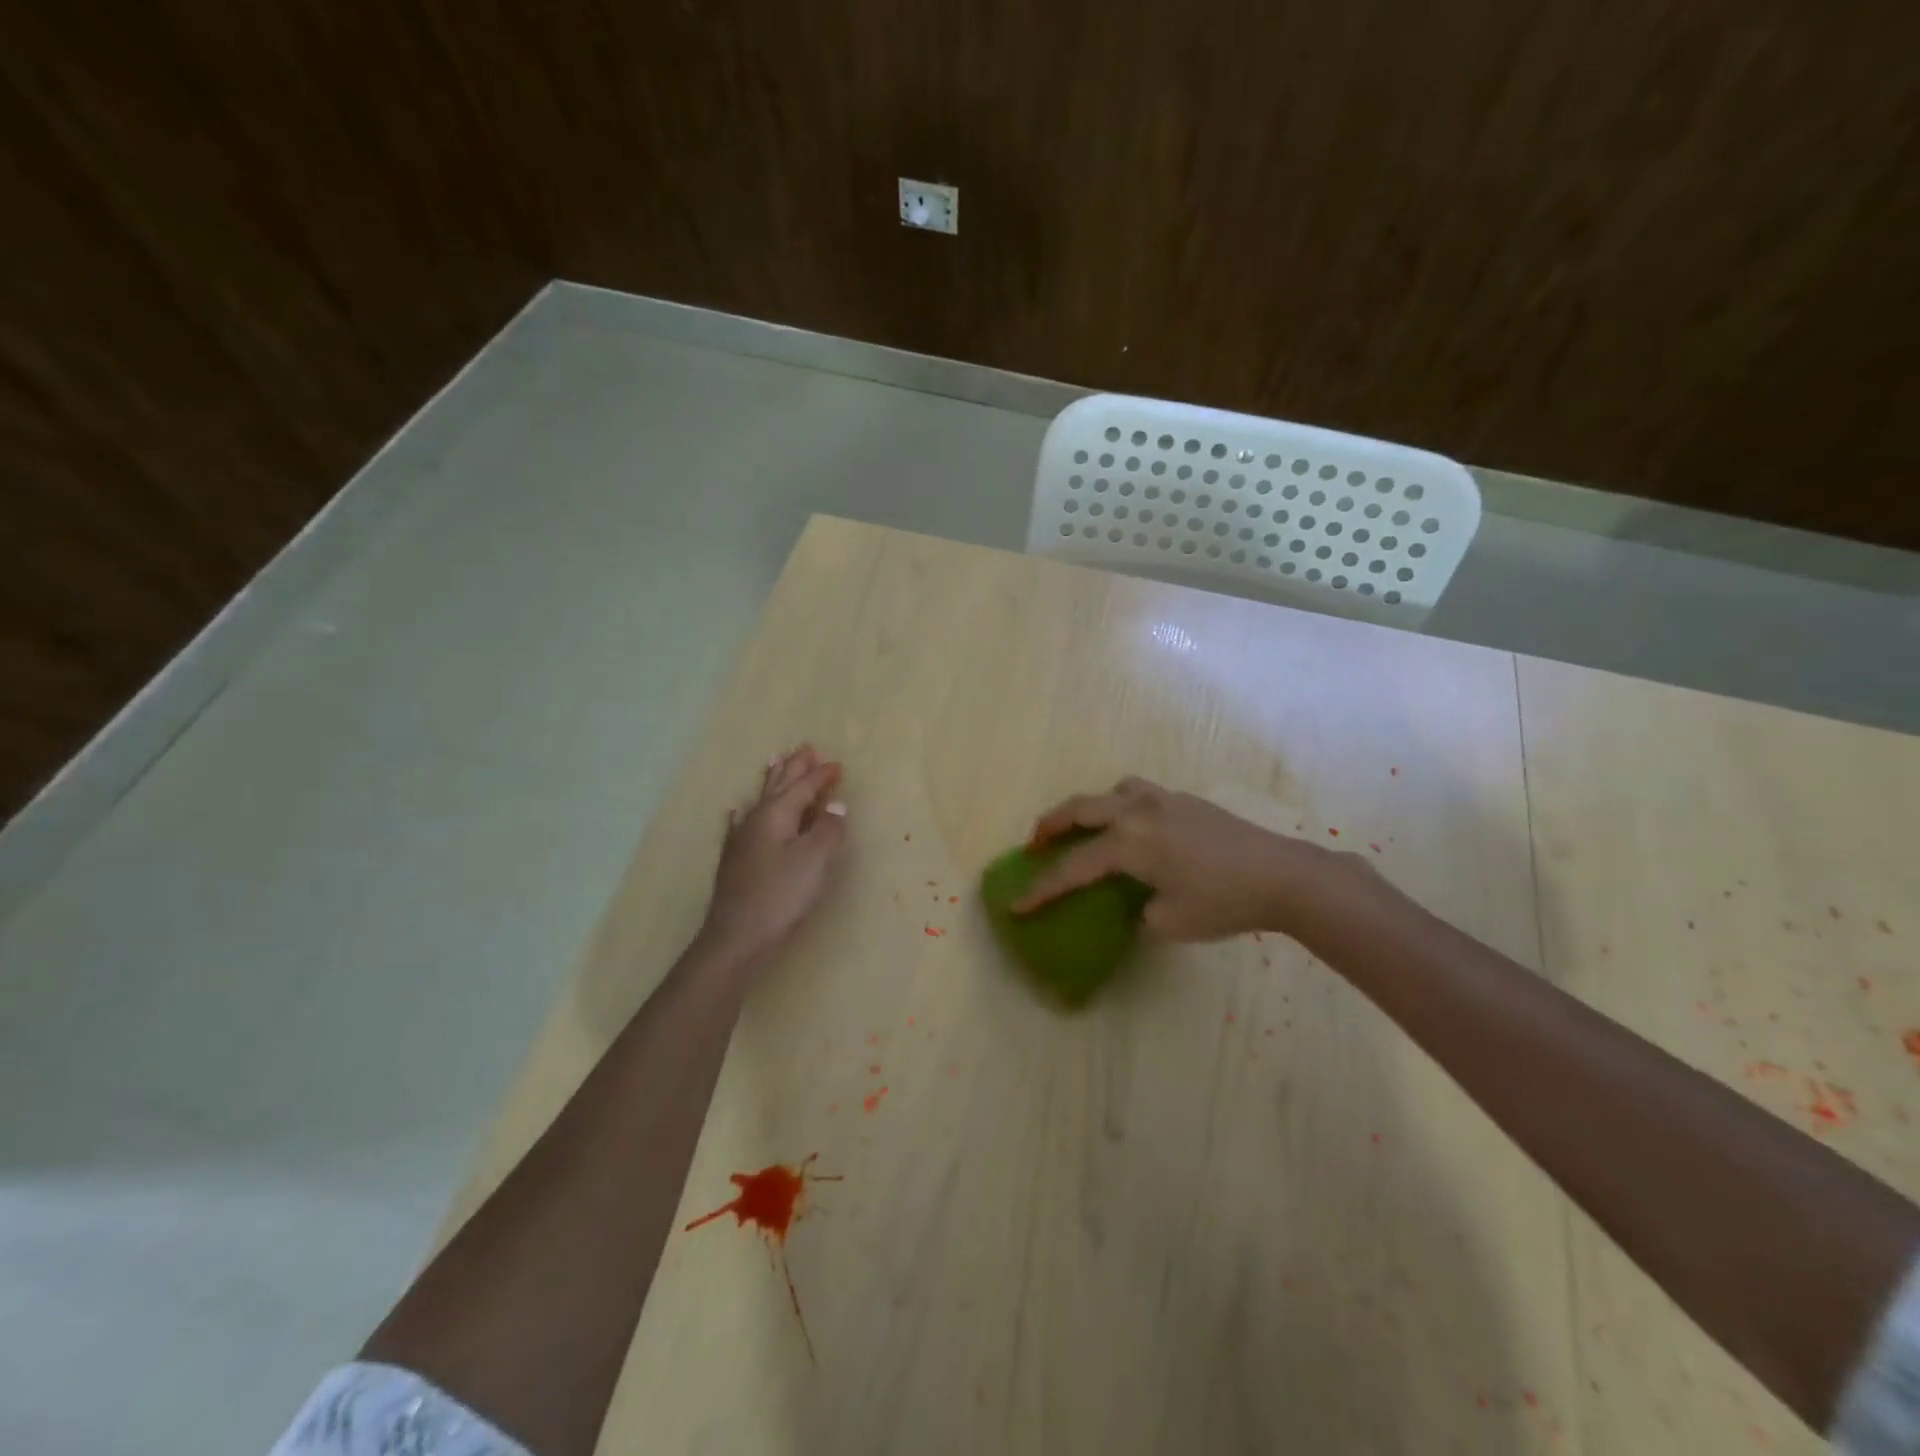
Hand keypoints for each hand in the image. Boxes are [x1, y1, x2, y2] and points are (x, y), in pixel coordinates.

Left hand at [700, 746, 848, 968]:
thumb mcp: (814, 860)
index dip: (821, 776)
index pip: (803, 787)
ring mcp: (742, 838)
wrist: (736, 936)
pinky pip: (740, 823)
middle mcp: (757, 819)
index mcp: (778, 815)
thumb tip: (836, 805)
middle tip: (804, 747)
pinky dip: (743, 811)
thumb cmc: (781, 895)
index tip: (838, 765)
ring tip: (774, 761)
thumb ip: (828, 829)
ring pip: (760, 799)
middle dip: (794, 767)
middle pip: (779, 785)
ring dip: (771, 780)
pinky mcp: (735, 859)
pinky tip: (736, 809)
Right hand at [1013, 777, 1344, 941]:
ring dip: (1090, 808)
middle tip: (1035, 844)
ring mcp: (1163, 800)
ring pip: (1112, 791)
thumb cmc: (1222, 902)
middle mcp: (1138, 812)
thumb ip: (1138, 913)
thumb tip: (1134, 906)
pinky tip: (1138, 830)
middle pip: (1079, 809)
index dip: (1042, 890)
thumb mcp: (1169, 922)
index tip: (1016, 906)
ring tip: (1088, 829)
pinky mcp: (1186, 801)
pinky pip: (1140, 794)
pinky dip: (1123, 806)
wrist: (1282, 875)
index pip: (1073, 869)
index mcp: (1128, 844)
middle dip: (1050, 826)